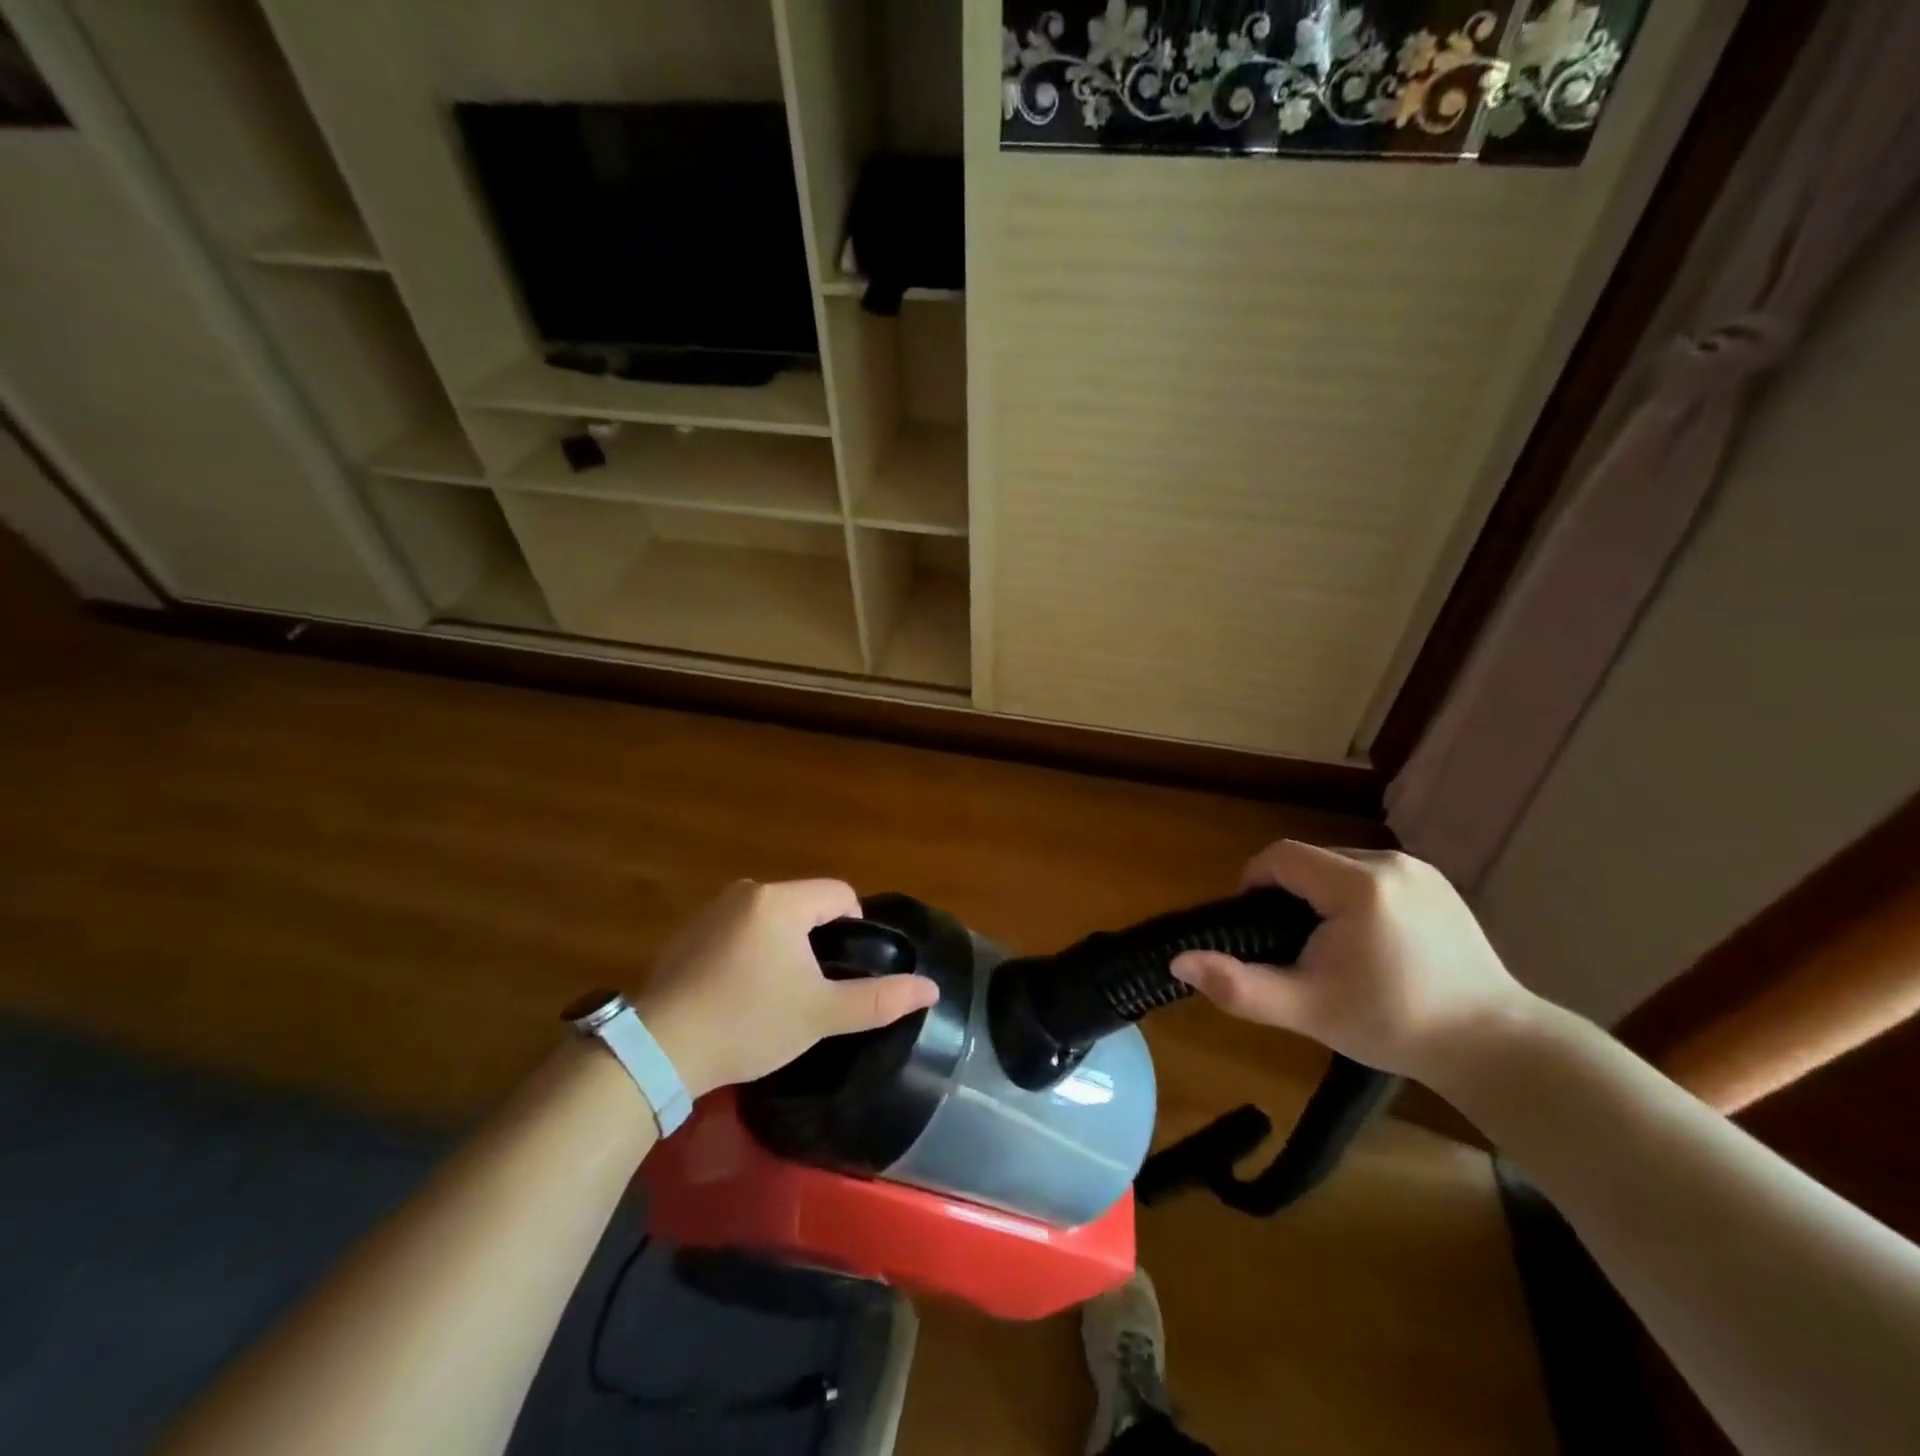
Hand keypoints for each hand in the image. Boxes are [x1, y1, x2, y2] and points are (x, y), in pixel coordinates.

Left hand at [636, 878, 937, 1098]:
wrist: (658, 1050)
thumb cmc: (748, 1023)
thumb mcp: (820, 1014)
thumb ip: (879, 999)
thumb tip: (931, 988)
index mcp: (781, 901)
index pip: (839, 894)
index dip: (854, 929)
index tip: (845, 972)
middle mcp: (746, 892)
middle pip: (805, 905)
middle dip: (817, 941)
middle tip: (813, 989)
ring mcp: (711, 910)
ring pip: (771, 918)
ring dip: (784, 947)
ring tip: (777, 995)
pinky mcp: (688, 933)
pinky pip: (739, 930)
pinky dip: (751, 952)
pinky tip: (740, 993)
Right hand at [1169, 841, 1543, 1086]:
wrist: (1494, 1045)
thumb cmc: (1394, 1025)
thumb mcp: (1308, 1009)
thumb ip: (1239, 985)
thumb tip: (1177, 962)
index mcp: (1357, 885)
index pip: (1280, 857)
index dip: (1254, 884)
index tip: (1256, 928)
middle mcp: (1389, 863)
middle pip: (1309, 861)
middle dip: (1288, 895)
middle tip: (1293, 948)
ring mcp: (1418, 870)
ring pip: (1339, 867)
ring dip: (1320, 896)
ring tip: (1330, 948)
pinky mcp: (1437, 883)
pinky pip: (1372, 876)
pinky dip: (1353, 898)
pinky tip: (1369, 942)